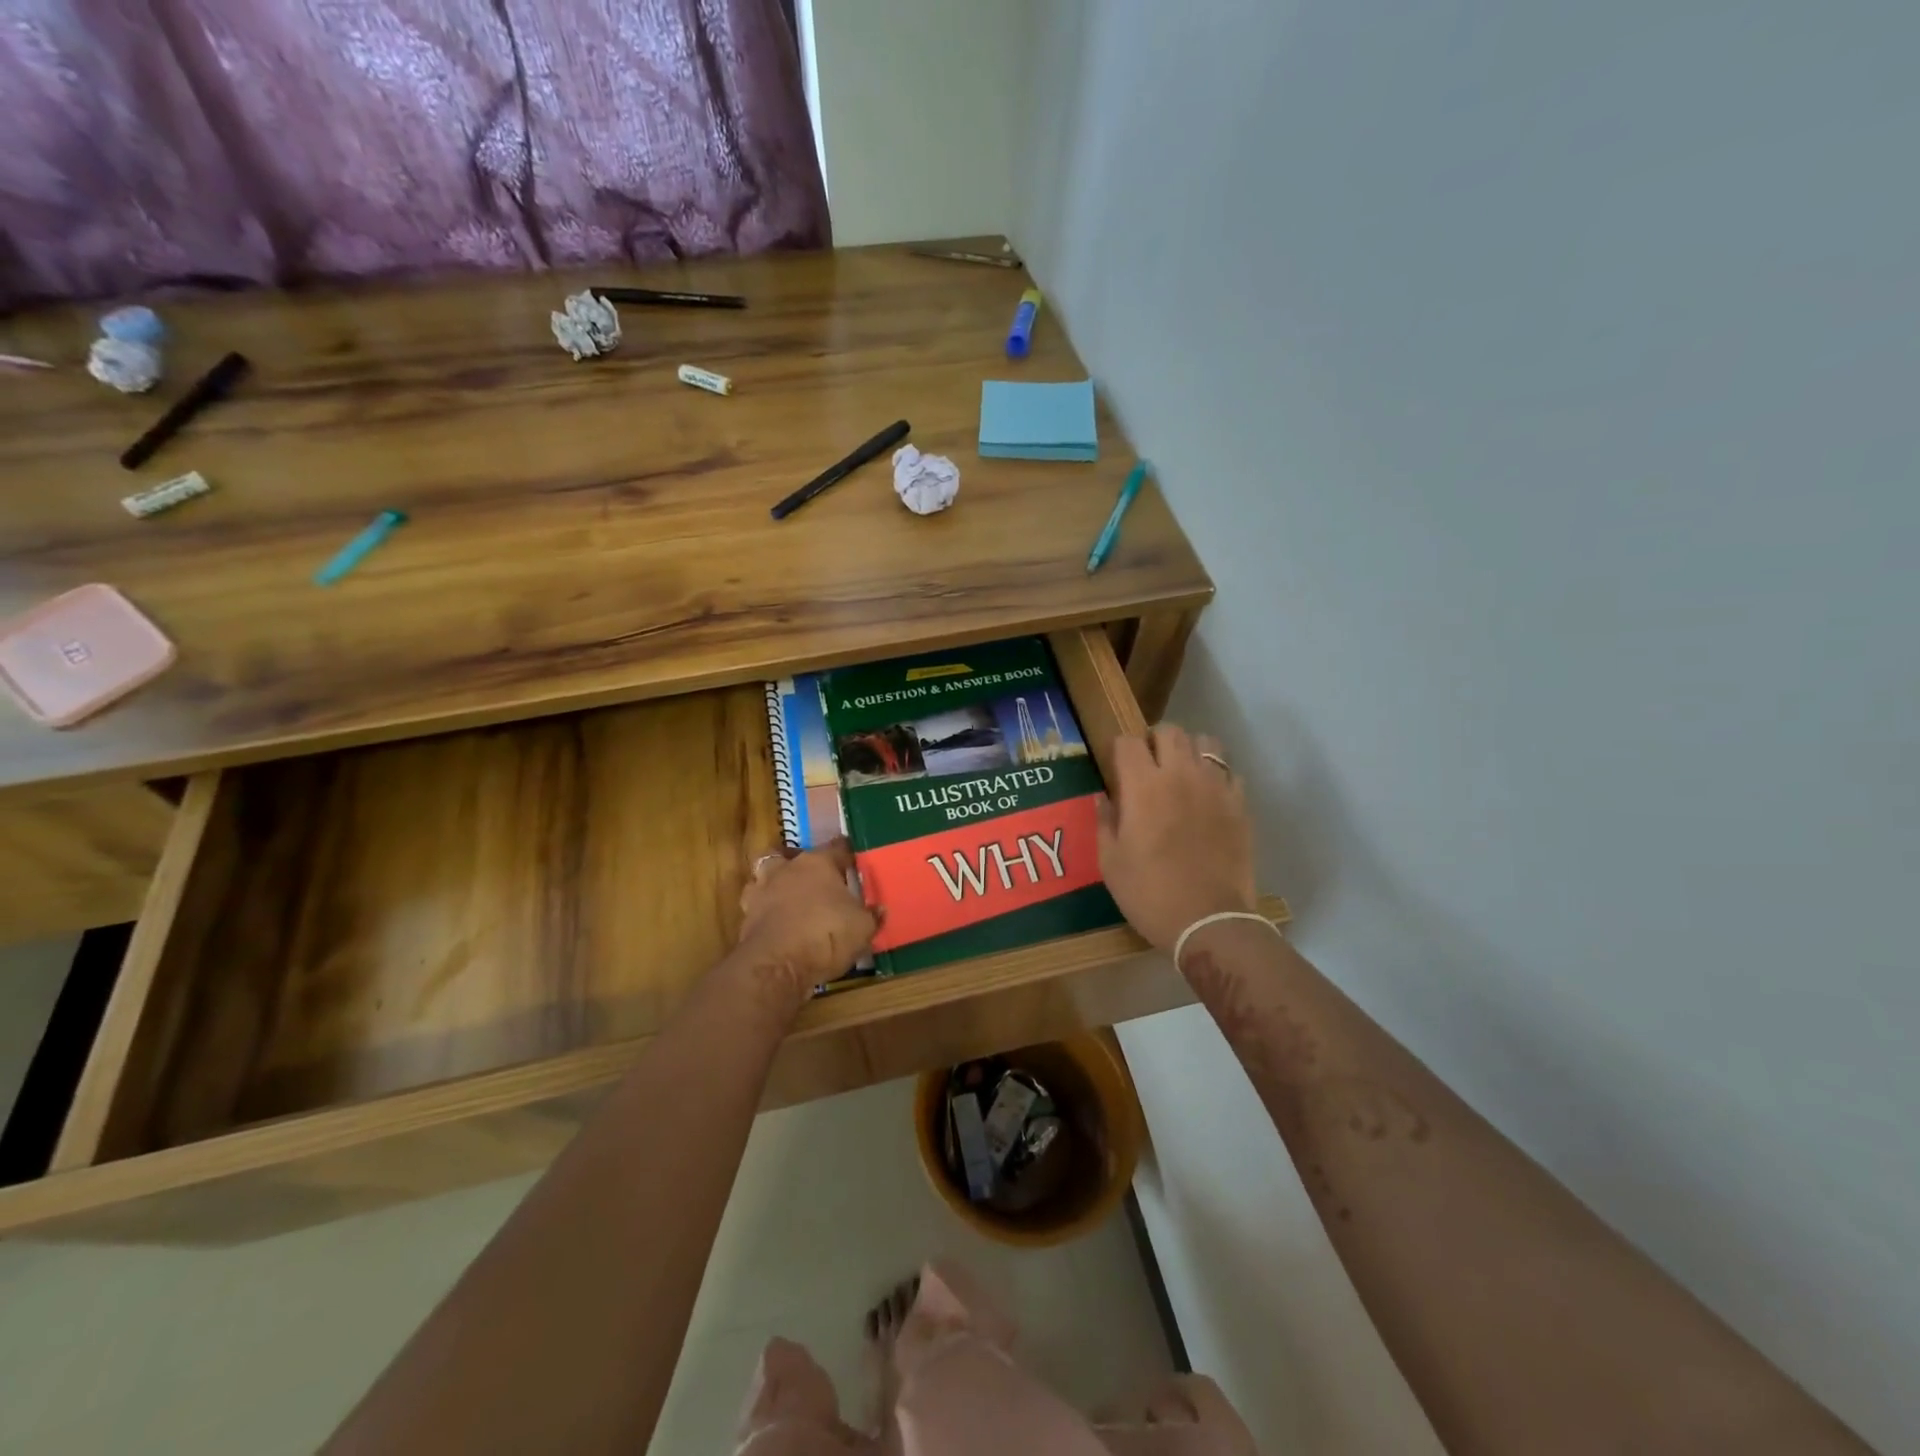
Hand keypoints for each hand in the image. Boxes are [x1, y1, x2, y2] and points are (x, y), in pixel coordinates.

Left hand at [735, 838, 878, 996]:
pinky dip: (766, 914)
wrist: (776, 965)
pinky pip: (757, 908)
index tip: (854, 859)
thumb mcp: (863, 928)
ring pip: (764, 878)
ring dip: (774, 885)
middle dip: (797, 862)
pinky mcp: (746, 919)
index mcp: (818, 863)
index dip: (847, 853)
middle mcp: (786, 870)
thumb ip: (871, 916)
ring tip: (789, 899)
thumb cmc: (826, 935)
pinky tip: (778, 925)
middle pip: (787, 854)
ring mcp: (761, 892)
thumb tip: (879, 909)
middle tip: (812, 877)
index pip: (837, 847)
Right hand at [1097, 724, 1256, 952]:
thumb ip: (1106, 822)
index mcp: (1143, 786)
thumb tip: (1104, 797)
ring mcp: (1215, 787)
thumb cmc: (1149, 893)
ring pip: (1206, 742)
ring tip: (1181, 774)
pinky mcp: (1240, 805)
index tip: (1116, 768)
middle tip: (1148, 766)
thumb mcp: (1111, 862)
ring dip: (1189, 750)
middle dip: (1154, 741)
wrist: (1209, 922)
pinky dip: (1216, 777)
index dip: (1119, 750)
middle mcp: (1180, 775)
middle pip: (1169, 731)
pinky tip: (1208, 799)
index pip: (1128, 742)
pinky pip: (1229, 773)